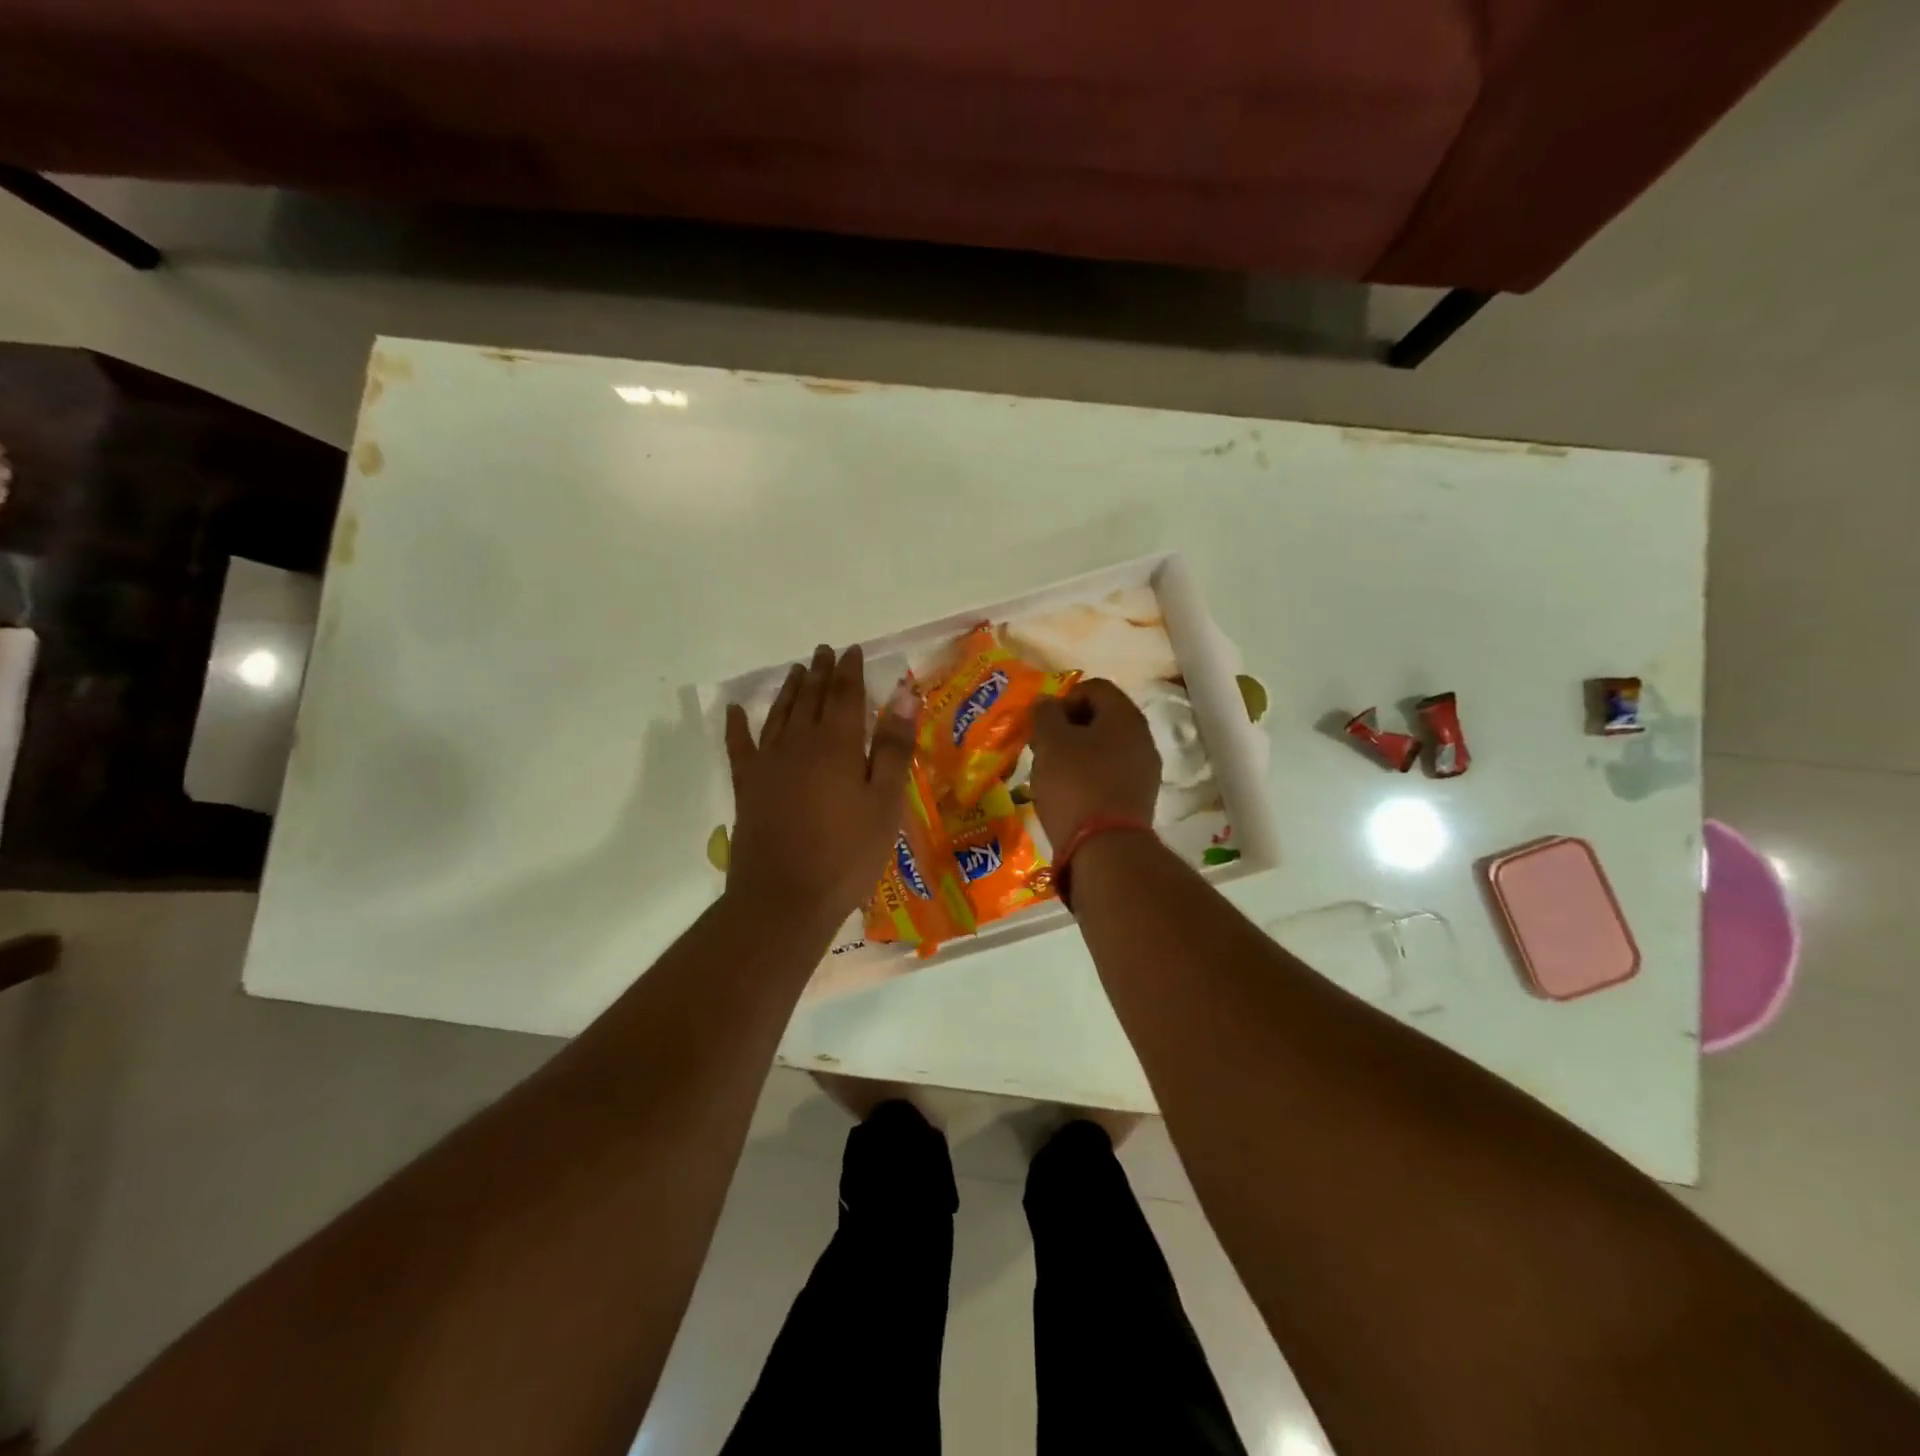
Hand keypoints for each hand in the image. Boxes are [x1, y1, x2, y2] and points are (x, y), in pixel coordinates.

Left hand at [724, 644, 915, 928]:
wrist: (785, 899)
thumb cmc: (847, 854)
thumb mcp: (885, 803)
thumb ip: (892, 747)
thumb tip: (903, 694)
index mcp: (836, 744)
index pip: (844, 695)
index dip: (849, 671)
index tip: (852, 651)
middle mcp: (798, 743)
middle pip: (810, 698)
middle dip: (819, 672)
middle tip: (824, 652)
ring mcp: (767, 763)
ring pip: (778, 714)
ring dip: (789, 690)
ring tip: (796, 671)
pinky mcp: (747, 786)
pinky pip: (739, 745)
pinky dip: (737, 725)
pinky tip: (735, 710)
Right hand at [1028, 679, 1160, 847]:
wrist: (1106, 849)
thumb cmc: (1075, 785)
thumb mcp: (1050, 742)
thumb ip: (1045, 714)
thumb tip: (1047, 703)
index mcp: (1125, 716)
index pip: (1094, 688)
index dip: (1064, 699)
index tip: (1044, 725)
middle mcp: (1142, 738)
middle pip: (1102, 718)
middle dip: (1069, 728)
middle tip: (1044, 748)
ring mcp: (1145, 770)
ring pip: (1106, 748)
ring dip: (1078, 754)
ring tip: (1053, 775)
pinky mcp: (1139, 799)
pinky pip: (1111, 775)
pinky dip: (1090, 777)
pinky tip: (1071, 796)